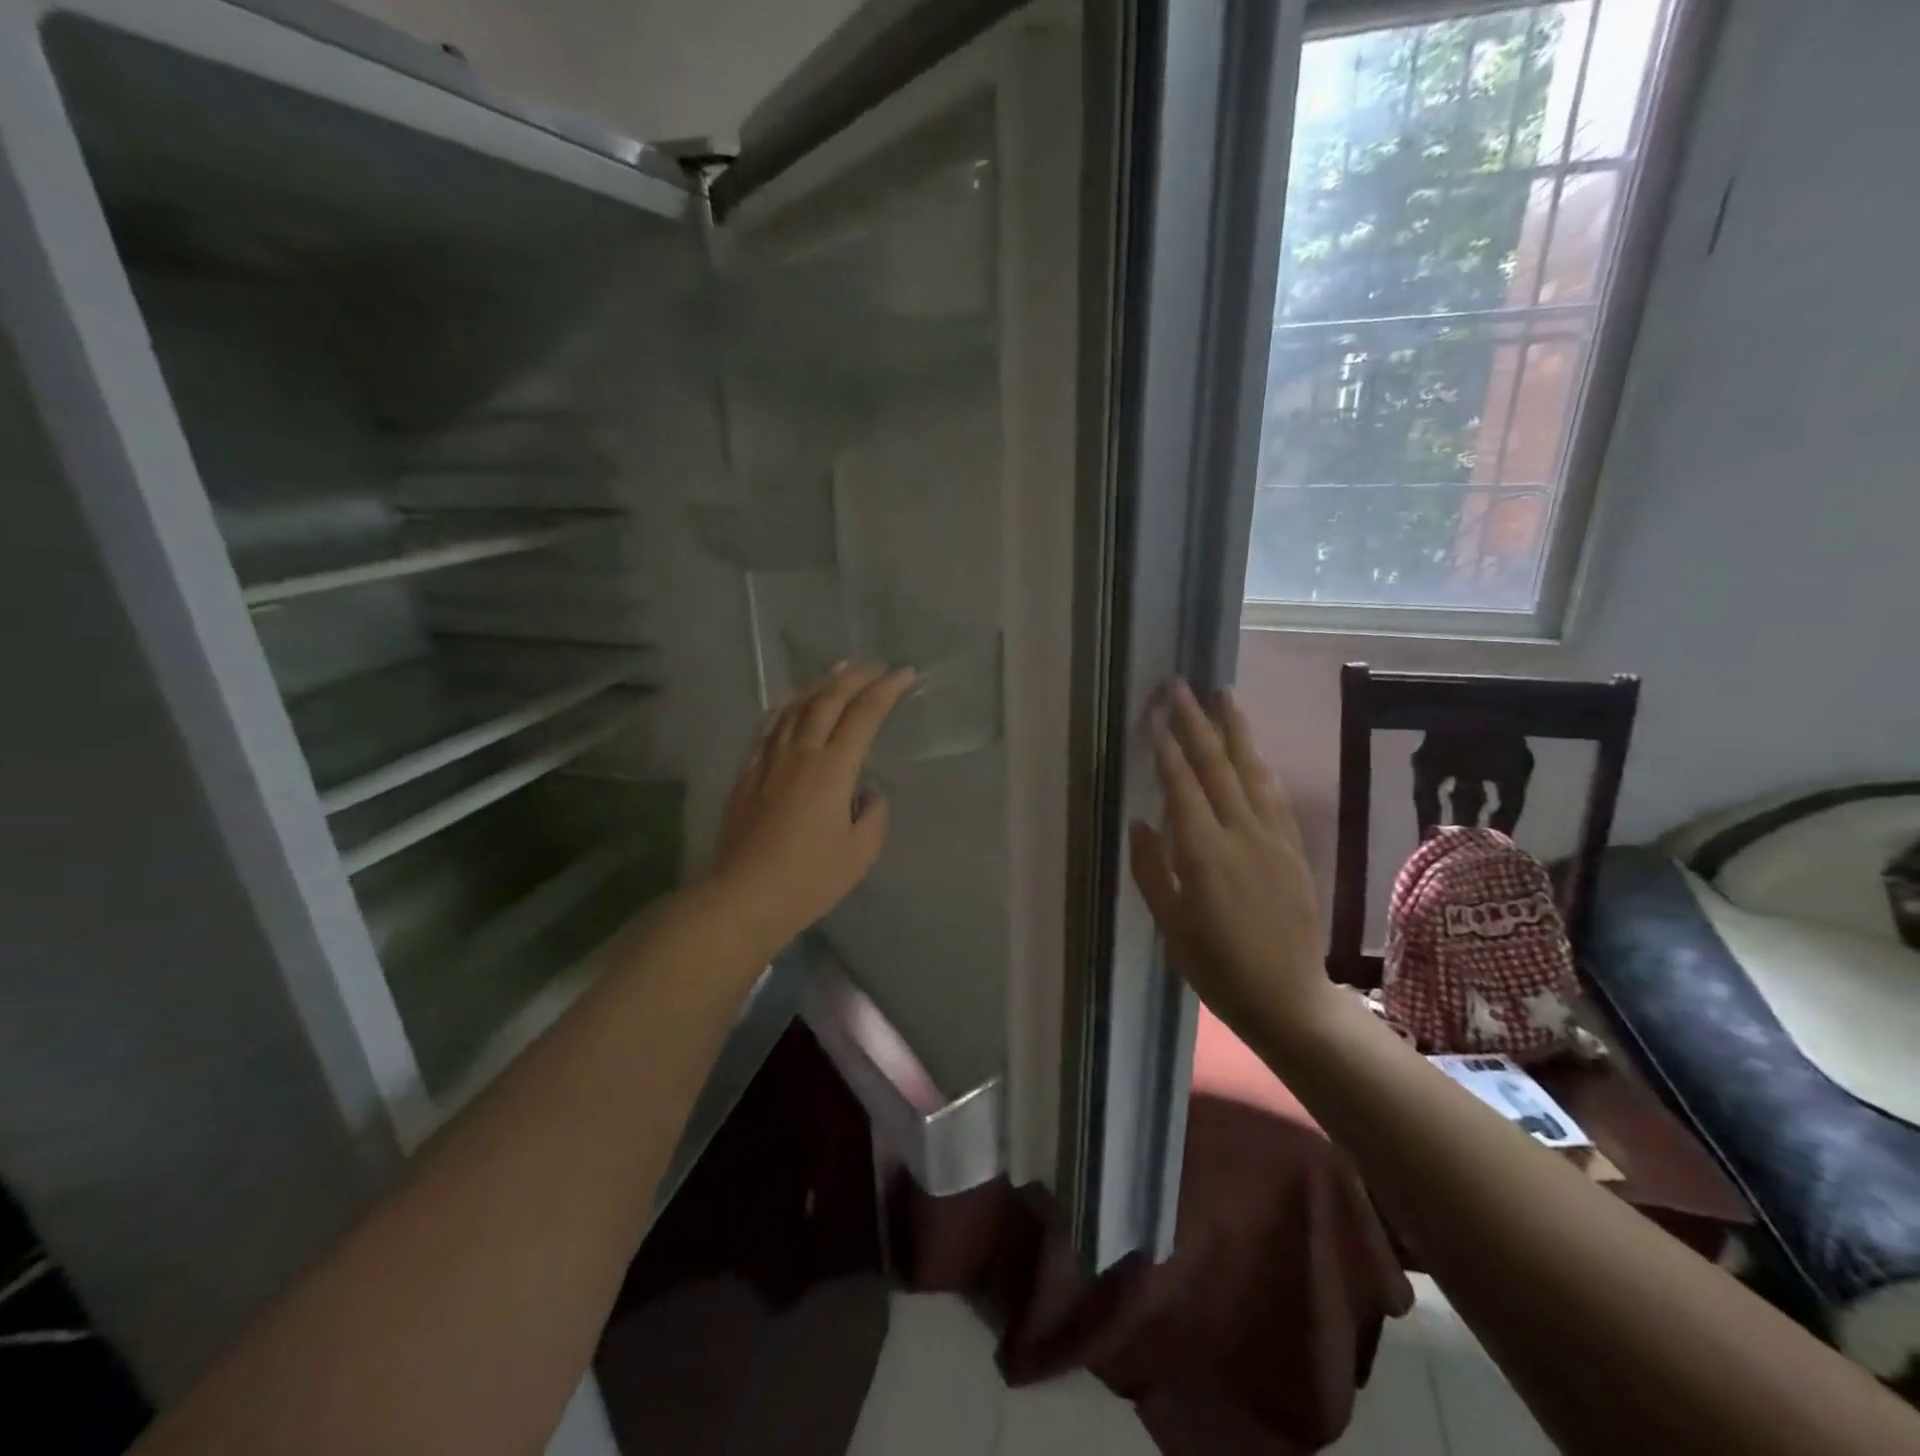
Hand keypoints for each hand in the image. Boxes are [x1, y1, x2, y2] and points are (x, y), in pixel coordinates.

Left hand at [707, 663, 915, 958]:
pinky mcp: (747, 773)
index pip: (864, 715)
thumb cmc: (808, 879)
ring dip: (820, 684)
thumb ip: (873, 816)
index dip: (886, 690)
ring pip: (794, 706)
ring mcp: (768, 760)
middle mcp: (800, 753)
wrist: (742, 897)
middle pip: (828, 699)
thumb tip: (865, 794)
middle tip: (875, 666)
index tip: (904, 674)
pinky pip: (769, 727)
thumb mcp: (860, 854)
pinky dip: (786, 707)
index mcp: (832, 769)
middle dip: (855, 677)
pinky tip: (791, 704)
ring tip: (837, 671)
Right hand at [1130, 681, 1336, 1050]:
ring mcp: (1274, 839)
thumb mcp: (1171, 927)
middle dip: (1195, 722)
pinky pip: (1275, 796)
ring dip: (1235, 730)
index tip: (1153, 713)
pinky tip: (1252, 750)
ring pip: (1252, 771)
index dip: (1166, 748)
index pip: (1182, 787)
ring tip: (1223, 694)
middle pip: (1217, 767)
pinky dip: (1260, 766)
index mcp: (1205, 855)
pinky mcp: (1293, 849)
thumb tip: (1140, 821)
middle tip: (1179, 686)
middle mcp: (1242, 835)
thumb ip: (1152, 870)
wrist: (1289, 998)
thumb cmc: (1217, 967)